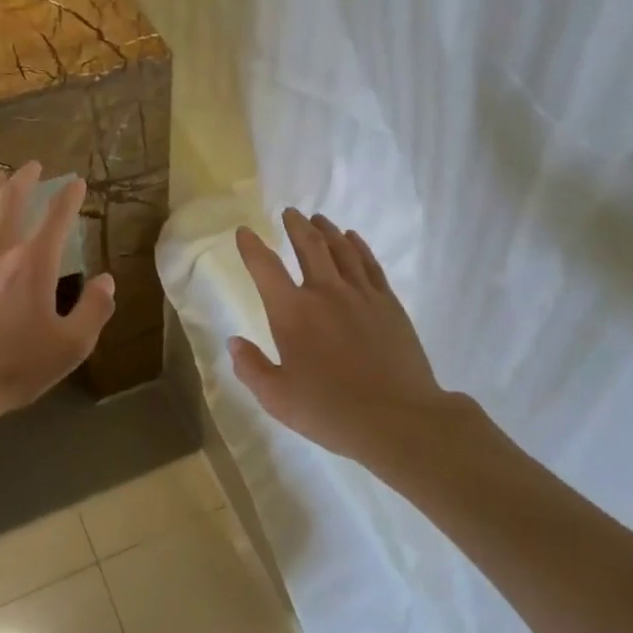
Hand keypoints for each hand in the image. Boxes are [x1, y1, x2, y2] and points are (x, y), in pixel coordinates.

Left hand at [0, 163, 114, 422]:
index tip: (76, 182)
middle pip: (8, 201)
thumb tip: (106, 281)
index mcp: (33, 264)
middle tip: (33, 166)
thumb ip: (94, 310)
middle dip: (23, 179)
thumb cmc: (17, 365)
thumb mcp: (72, 345)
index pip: (56, 218)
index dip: (69, 197)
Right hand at [230, 209, 461, 463]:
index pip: (265, 268)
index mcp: (292, 313)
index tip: (244, 232)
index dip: (251, 247)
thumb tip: (234, 342)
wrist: (397, 418)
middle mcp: (325, 292)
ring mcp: (360, 294)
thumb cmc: (330, 411)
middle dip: (295, 226)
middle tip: (289, 213)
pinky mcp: (388, 302)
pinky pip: (369, 263)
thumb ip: (251, 368)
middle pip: (308, 246)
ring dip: (326, 230)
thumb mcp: (277, 399)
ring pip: (341, 248)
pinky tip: (353, 239)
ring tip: (318, 220)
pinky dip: (358, 246)